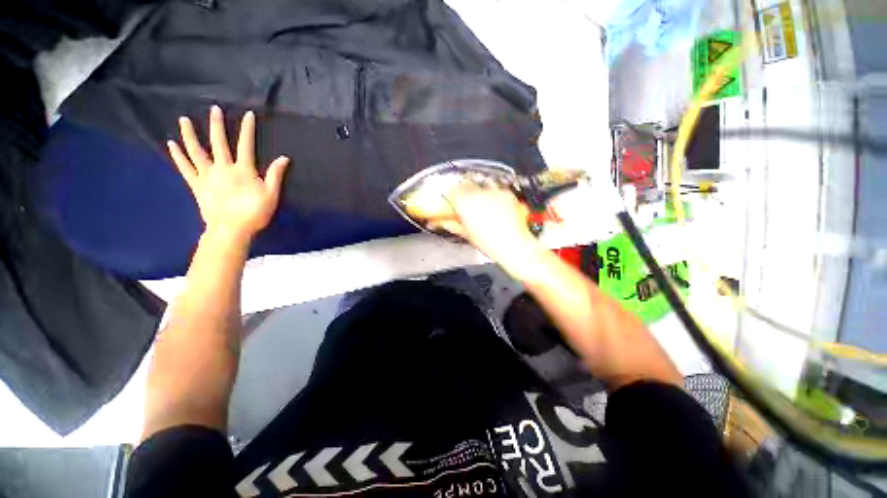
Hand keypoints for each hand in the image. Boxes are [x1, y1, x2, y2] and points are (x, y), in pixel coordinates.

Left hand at [167, 105, 289, 244]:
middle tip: (214, 109)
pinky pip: (185, 167)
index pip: (246, 145)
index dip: (247, 129)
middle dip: (217, 125)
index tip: (248, 114)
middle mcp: (223, 168)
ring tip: (184, 120)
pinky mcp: (196, 184)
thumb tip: (284, 158)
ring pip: (197, 151)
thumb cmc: (255, 213)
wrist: (231, 229)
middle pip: (219, 143)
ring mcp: (207, 175)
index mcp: (243, 170)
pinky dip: (178, 156)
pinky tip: (171, 144)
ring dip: (190, 134)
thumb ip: (275, 175)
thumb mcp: (271, 195)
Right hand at [434, 183, 542, 268]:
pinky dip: (495, 196)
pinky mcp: (507, 193)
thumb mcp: (465, 234)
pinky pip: (497, 190)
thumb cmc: (487, 243)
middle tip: (469, 205)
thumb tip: (434, 222)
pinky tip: (498, 208)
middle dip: (466, 193)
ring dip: (481, 194)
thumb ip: (449, 224)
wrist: (514, 245)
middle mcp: (478, 193)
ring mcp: (494, 191)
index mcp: (464, 203)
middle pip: (467, 186)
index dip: (453, 196)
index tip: (454, 202)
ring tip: (485, 207)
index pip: (453, 191)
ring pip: (482, 186)